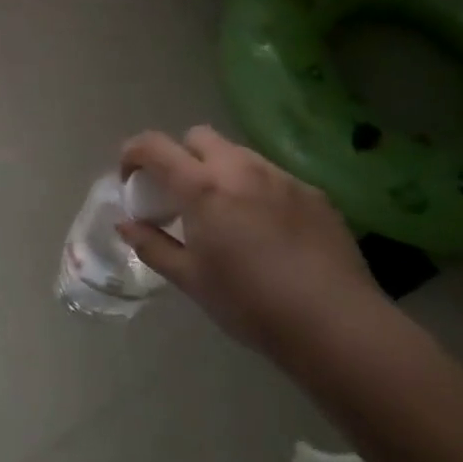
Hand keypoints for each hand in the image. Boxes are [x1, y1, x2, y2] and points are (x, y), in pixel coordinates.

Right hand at [118, 126, 380, 354]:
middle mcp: (240, 168)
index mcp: (202, 186)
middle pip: (198, 136)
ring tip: (224, 211)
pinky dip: (255, 188)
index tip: (130, 179)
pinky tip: (266, 229)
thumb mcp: (190, 279)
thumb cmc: (250, 303)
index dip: (133, 153)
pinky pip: (272, 176)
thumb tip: (126, 224)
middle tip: (179, 193)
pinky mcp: (313, 193)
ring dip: (219, 169)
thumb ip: (152, 245)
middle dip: (180, 155)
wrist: (336, 324)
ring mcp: (281, 177)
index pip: (154, 145)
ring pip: (238, 153)